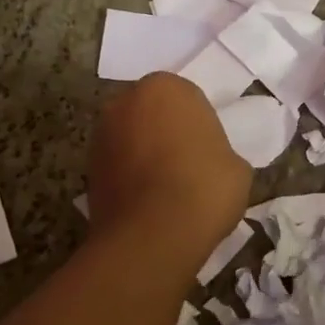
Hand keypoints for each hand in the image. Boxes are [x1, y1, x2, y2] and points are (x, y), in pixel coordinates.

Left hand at [89, 73, 250, 271]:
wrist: (153, 237)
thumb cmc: (204, 189)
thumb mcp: (237, 167)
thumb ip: (219, 151)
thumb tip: (209, 162)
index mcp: (166, 87)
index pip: (188, 99)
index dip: (200, 126)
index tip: (210, 151)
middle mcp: (125, 101)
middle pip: (153, 113)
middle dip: (167, 133)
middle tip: (188, 165)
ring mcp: (101, 134)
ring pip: (132, 138)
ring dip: (145, 154)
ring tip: (167, 189)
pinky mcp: (87, 169)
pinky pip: (118, 166)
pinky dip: (130, 178)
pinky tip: (149, 203)